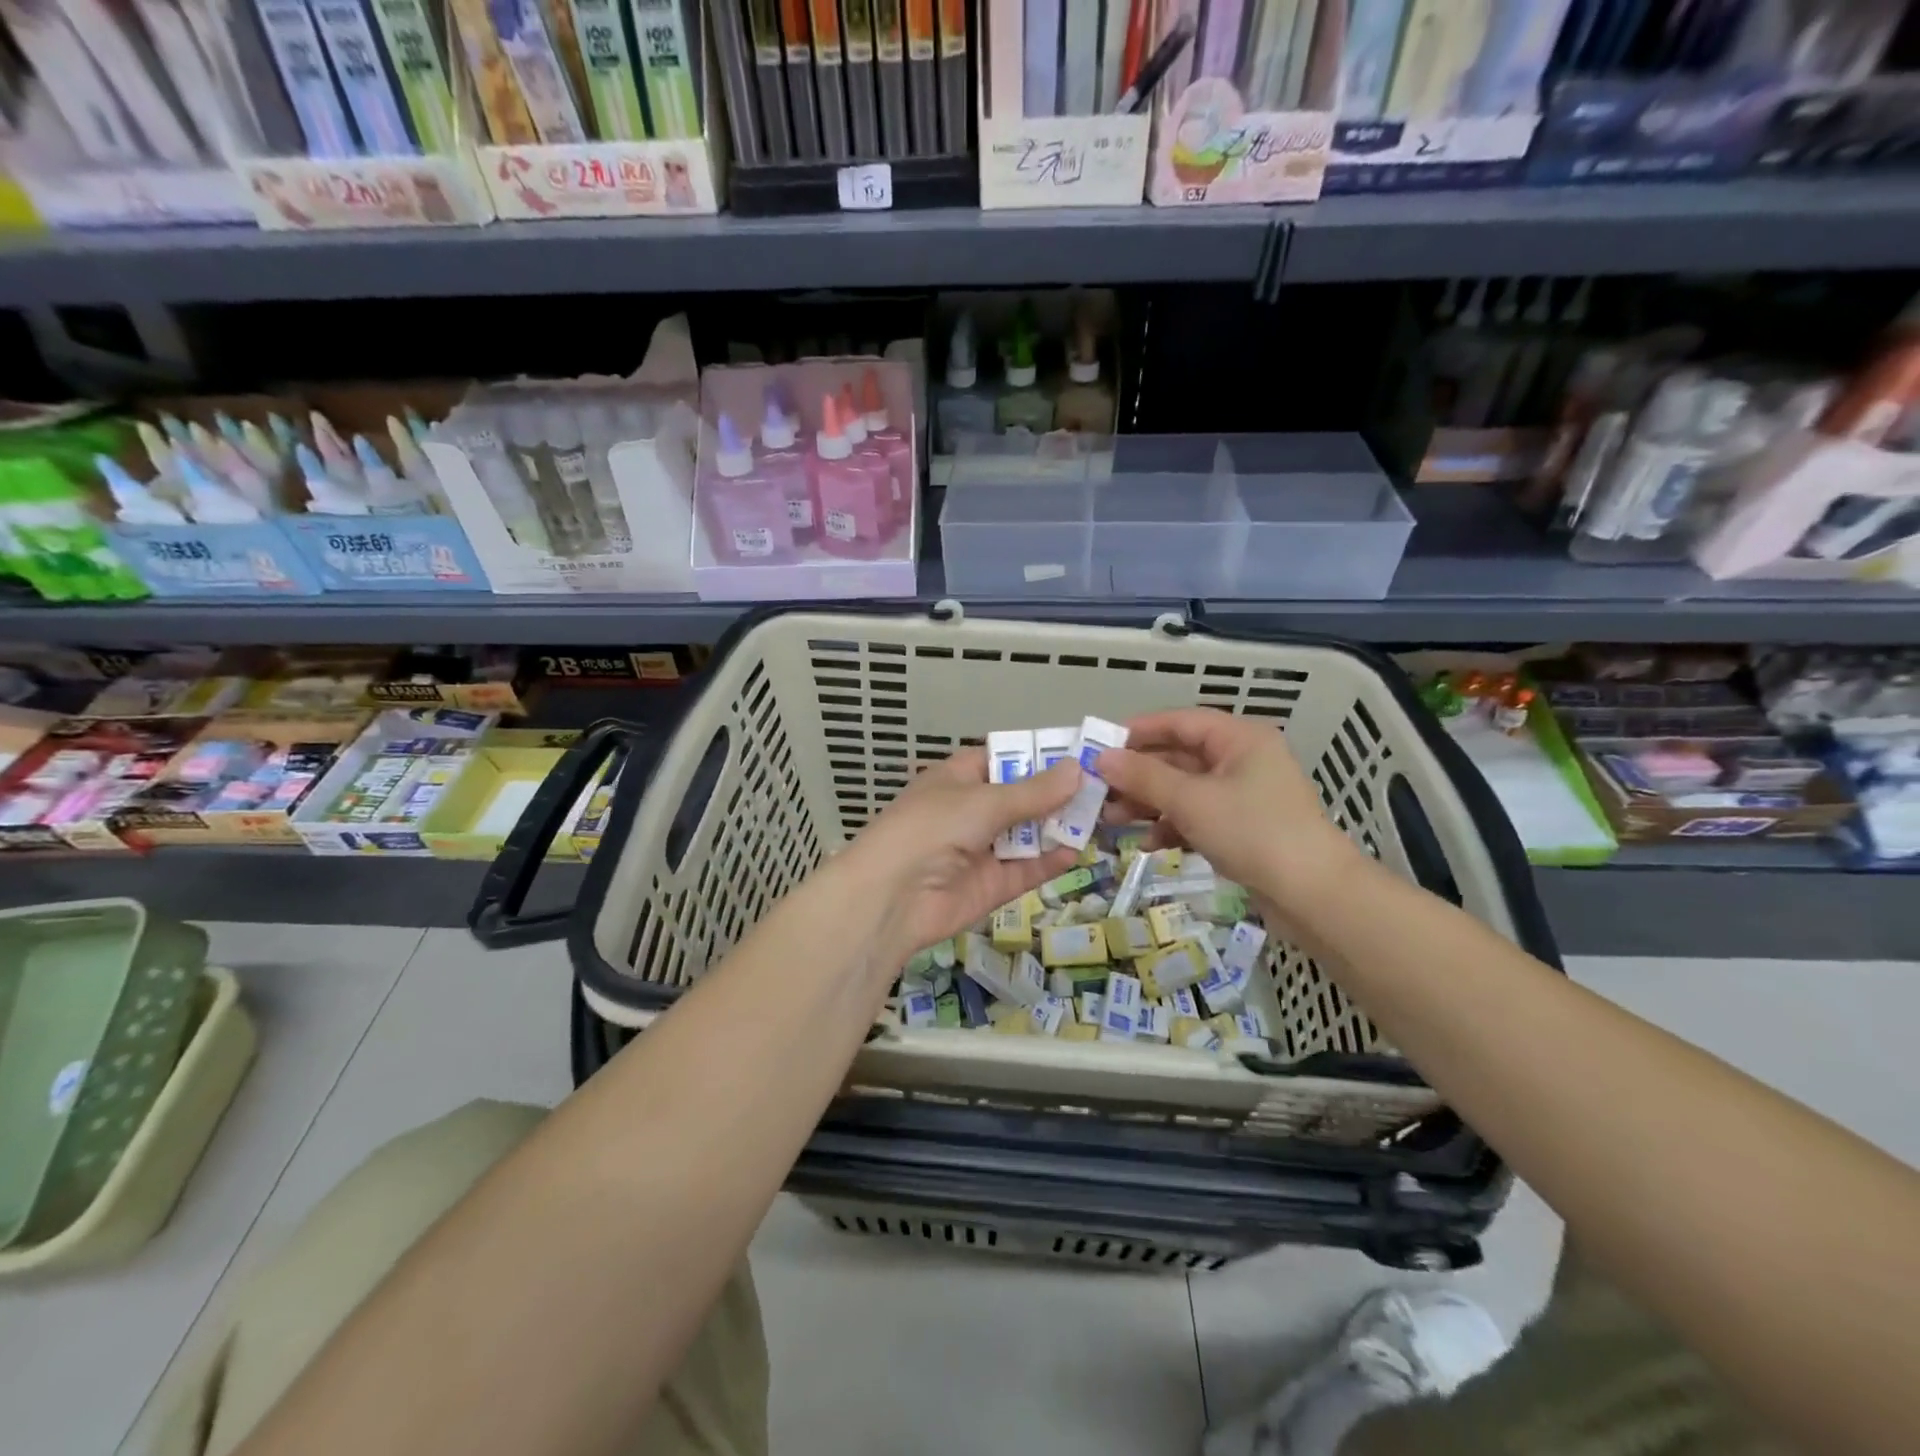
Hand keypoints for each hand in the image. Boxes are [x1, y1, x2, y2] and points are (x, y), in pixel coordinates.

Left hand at [839, 748, 1080, 972]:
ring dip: (1060, 826)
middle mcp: (973, 810)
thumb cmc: (932, 828)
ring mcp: (983, 849)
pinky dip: (1052, 860)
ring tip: (1103, 815)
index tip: (1080, 752)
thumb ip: (1033, 792)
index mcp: (960, 778)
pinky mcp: (993, 885)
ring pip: (1029, 834)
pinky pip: (1028, 869)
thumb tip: (1077, 769)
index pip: (1004, 758)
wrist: (892, 897)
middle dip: (1058, 793)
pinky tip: (1079, 850)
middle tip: (1104, 786)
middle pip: (1023, 797)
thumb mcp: (984, 801)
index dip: (1038, 755)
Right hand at [1095, 708, 1358, 917]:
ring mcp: (1244, 796)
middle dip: (1138, 775)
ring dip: (1149, 803)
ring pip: (1185, 790)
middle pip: (1179, 757)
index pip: (1180, 722)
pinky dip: (1172, 826)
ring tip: (1113, 820)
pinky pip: (1198, 817)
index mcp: (1239, 739)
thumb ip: (1144, 777)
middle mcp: (1243, 760)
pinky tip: (1149, 845)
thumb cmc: (1252, 832)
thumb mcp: (1191, 800)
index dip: (1138, 731)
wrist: (1313, 895)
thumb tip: (1101, 758)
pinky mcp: (1243, 829)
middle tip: (1099, 790)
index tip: (1100, 746)